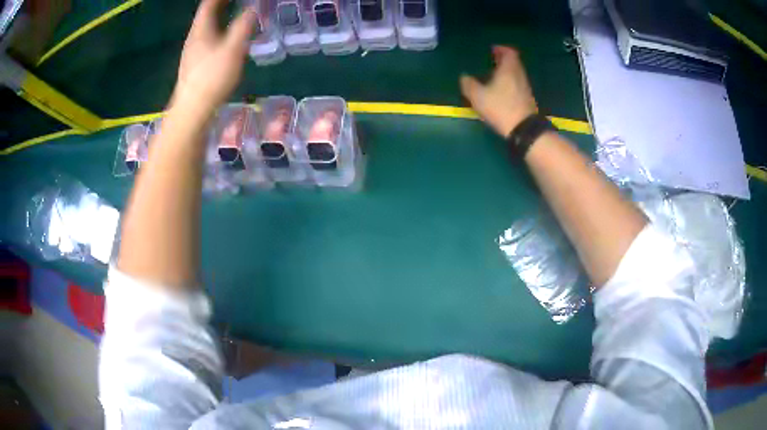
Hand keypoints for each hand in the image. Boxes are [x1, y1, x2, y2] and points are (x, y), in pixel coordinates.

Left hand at [172, 0, 256, 112]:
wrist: (192, 110)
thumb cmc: (212, 78)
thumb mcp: (233, 49)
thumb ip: (244, 26)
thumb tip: (252, 9)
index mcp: (201, 30)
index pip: (208, 4)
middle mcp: (193, 38)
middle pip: (205, 15)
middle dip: (220, 4)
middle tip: (233, 0)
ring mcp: (191, 53)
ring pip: (204, 28)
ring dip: (217, 18)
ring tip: (231, 14)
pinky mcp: (193, 66)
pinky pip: (205, 40)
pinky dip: (216, 32)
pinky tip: (223, 39)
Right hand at [460, 46, 537, 137]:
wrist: (523, 129)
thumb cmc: (500, 107)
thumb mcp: (478, 96)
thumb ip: (469, 84)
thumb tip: (464, 77)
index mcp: (509, 69)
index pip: (509, 52)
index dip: (501, 49)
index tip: (493, 50)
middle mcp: (519, 75)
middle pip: (513, 63)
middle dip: (503, 61)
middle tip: (491, 63)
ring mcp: (525, 88)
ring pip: (515, 74)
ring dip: (506, 73)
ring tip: (493, 77)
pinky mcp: (527, 100)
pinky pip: (517, 85)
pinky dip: (509, 84)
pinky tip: (500, 92)